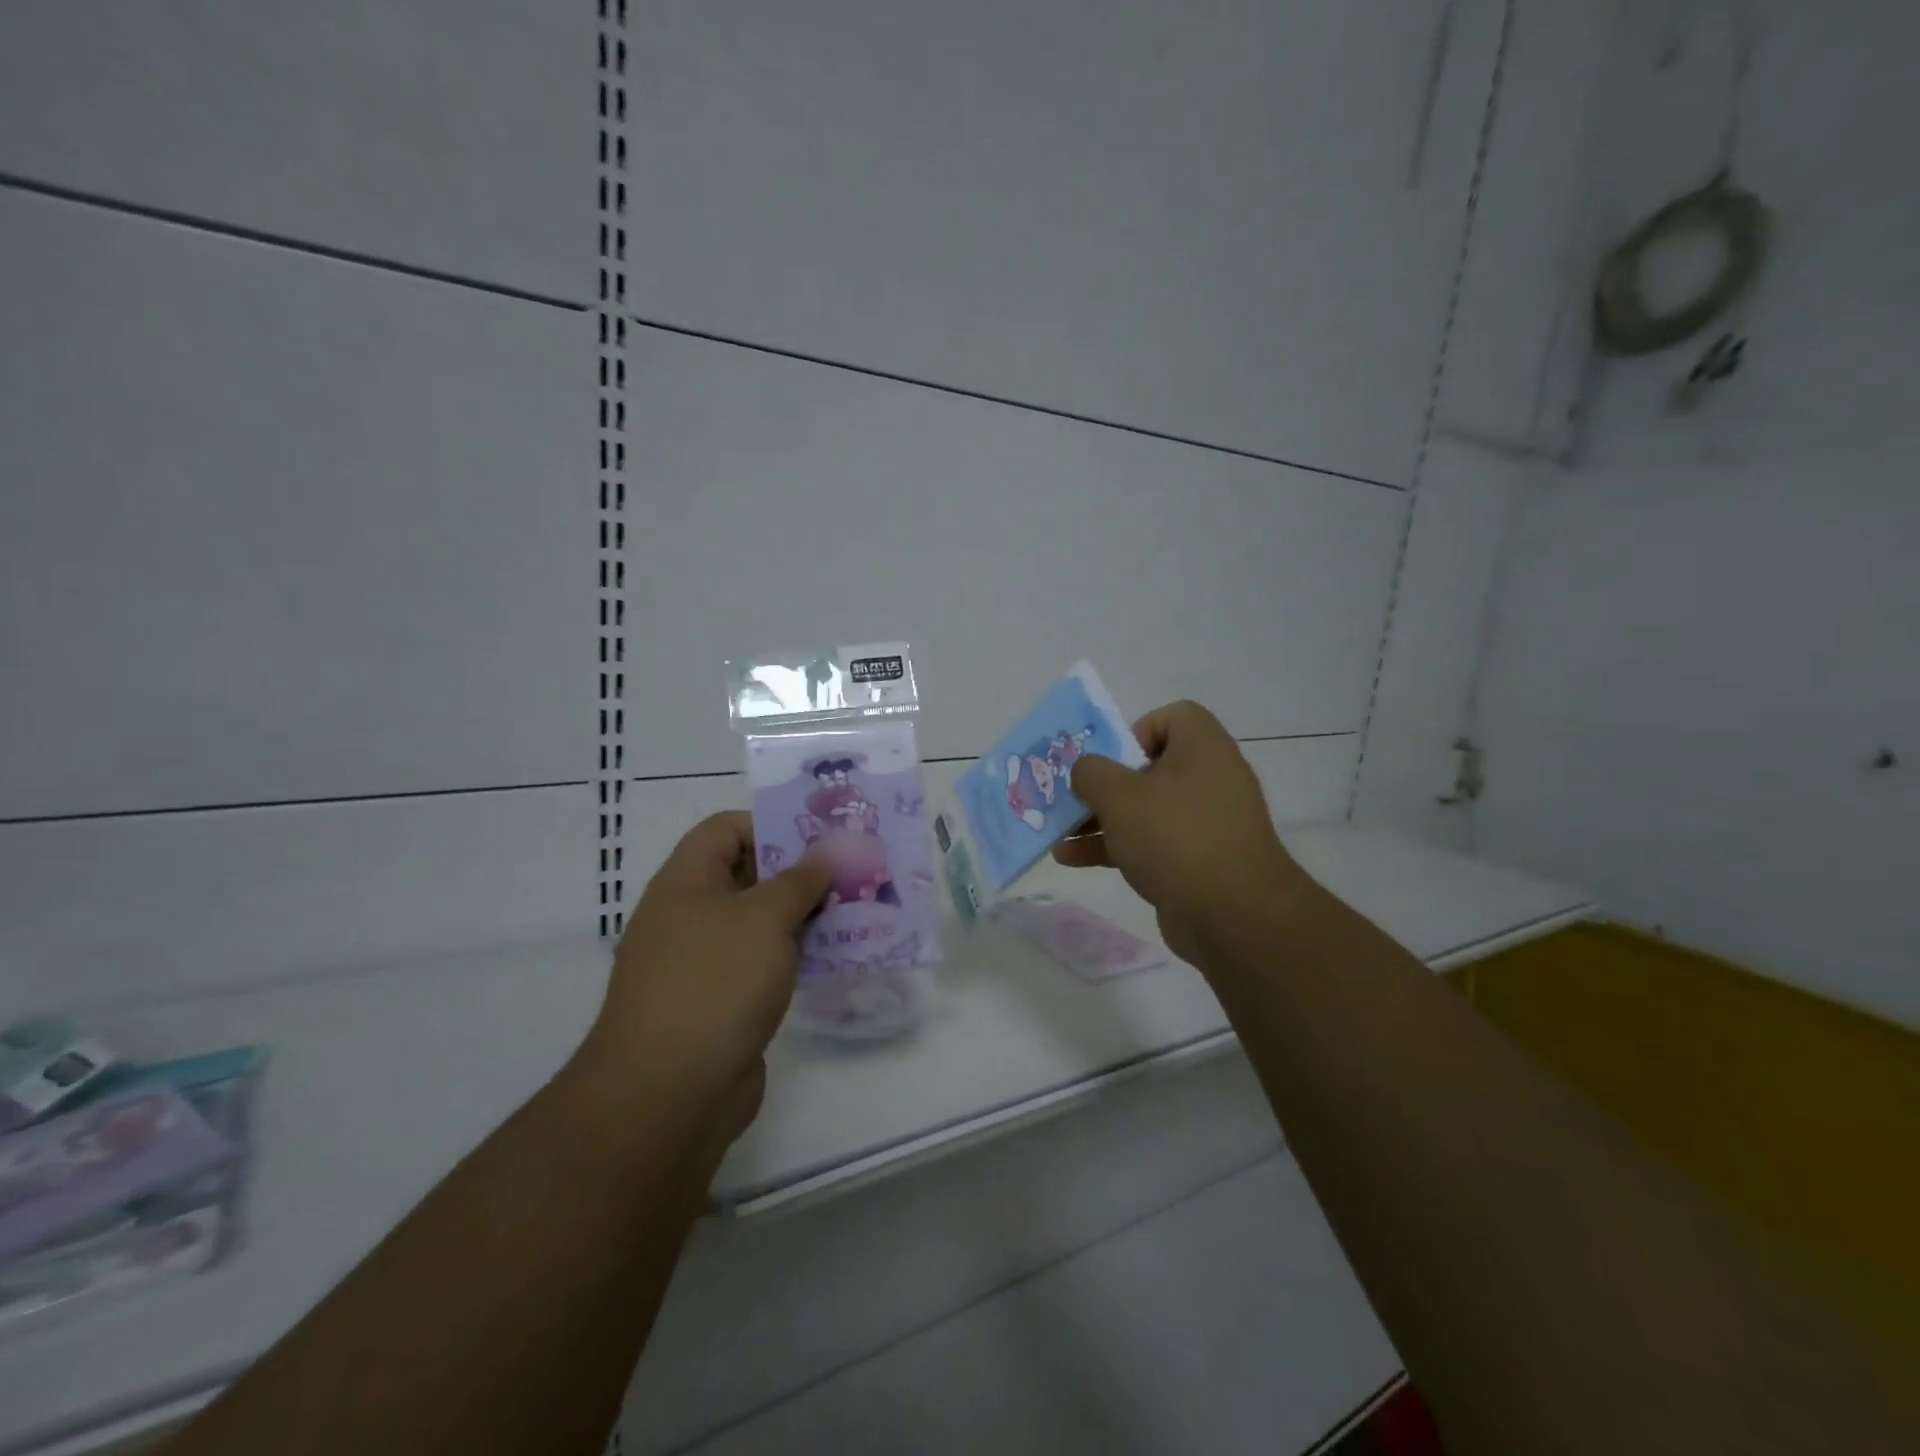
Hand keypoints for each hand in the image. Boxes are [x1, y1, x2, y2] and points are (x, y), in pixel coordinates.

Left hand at [583, 812, 830, 1142]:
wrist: (668, 1093)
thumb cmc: (716, 982)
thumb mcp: (765, 917)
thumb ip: (801, 879)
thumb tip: (827, 852)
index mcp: (686, 881)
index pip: (726, 829)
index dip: (771, 824)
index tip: (821, 839)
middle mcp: (689, 914)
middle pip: (746, 874)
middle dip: (799, 871)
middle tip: (851, 872)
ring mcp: (702, 962)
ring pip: (759, 922)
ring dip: (803, 915)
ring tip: (856, 910)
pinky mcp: (719, 1002)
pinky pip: (762, 962)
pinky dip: (794, 955)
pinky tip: (835, 957)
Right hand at [1054, 701, 1306, 965]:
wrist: (1232, 915)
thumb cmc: (1174, 836)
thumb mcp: (1119, 795)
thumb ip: (1091, 772)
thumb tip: (1086, 771)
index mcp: (1202, 748)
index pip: (1173, 716)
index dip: (1136, 731)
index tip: (1111, 760)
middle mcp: (1210, 778)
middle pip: (1149, 767)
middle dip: (1104, 784)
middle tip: (1074, 798)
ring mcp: (1205, 822)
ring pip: (1145, 809)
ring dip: (1100, 819)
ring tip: (1059, 833)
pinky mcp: (1198, 860)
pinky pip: (1151, 842)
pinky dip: (1116, 846)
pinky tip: (1072, 860)